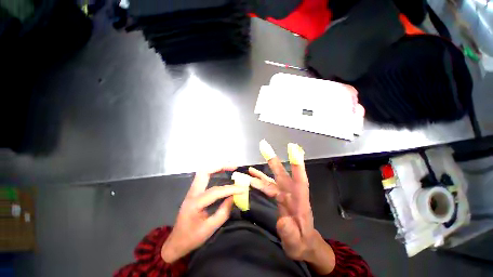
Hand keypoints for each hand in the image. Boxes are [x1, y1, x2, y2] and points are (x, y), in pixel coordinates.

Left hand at [161, 167, 246, 262]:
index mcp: (195, 203)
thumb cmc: (191, 238)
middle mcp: (192, 193)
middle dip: (220, 166)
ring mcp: (192, 191)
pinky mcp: (194, 191)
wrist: (175, 243)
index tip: (242, 189)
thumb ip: (223, 212)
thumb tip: (233, 197)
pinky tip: (222, 172)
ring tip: (230, 167)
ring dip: (217, 167)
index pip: (215, 191)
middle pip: (205, 172)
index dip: (230, 189)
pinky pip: (204, 176)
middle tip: (234, 167)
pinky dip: (214, 171)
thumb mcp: (209, 229)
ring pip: (204, 172)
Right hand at [249, 142, 334, 273]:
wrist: (302, 244)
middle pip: (282, 174)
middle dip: (274, 161)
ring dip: (262, 172)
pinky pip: (268, 186)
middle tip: (265, 148)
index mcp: (300, 201)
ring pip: (272, 179)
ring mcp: (284, 194)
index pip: (300, 179)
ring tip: (250, 167)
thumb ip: (290, 233)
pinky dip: (260, 181)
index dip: (297, 164)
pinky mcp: (278, 197)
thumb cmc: (302, 243)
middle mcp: (291, 193)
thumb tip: (283, 221)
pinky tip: (252, 176)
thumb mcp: (297, 243)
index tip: (293, 150)